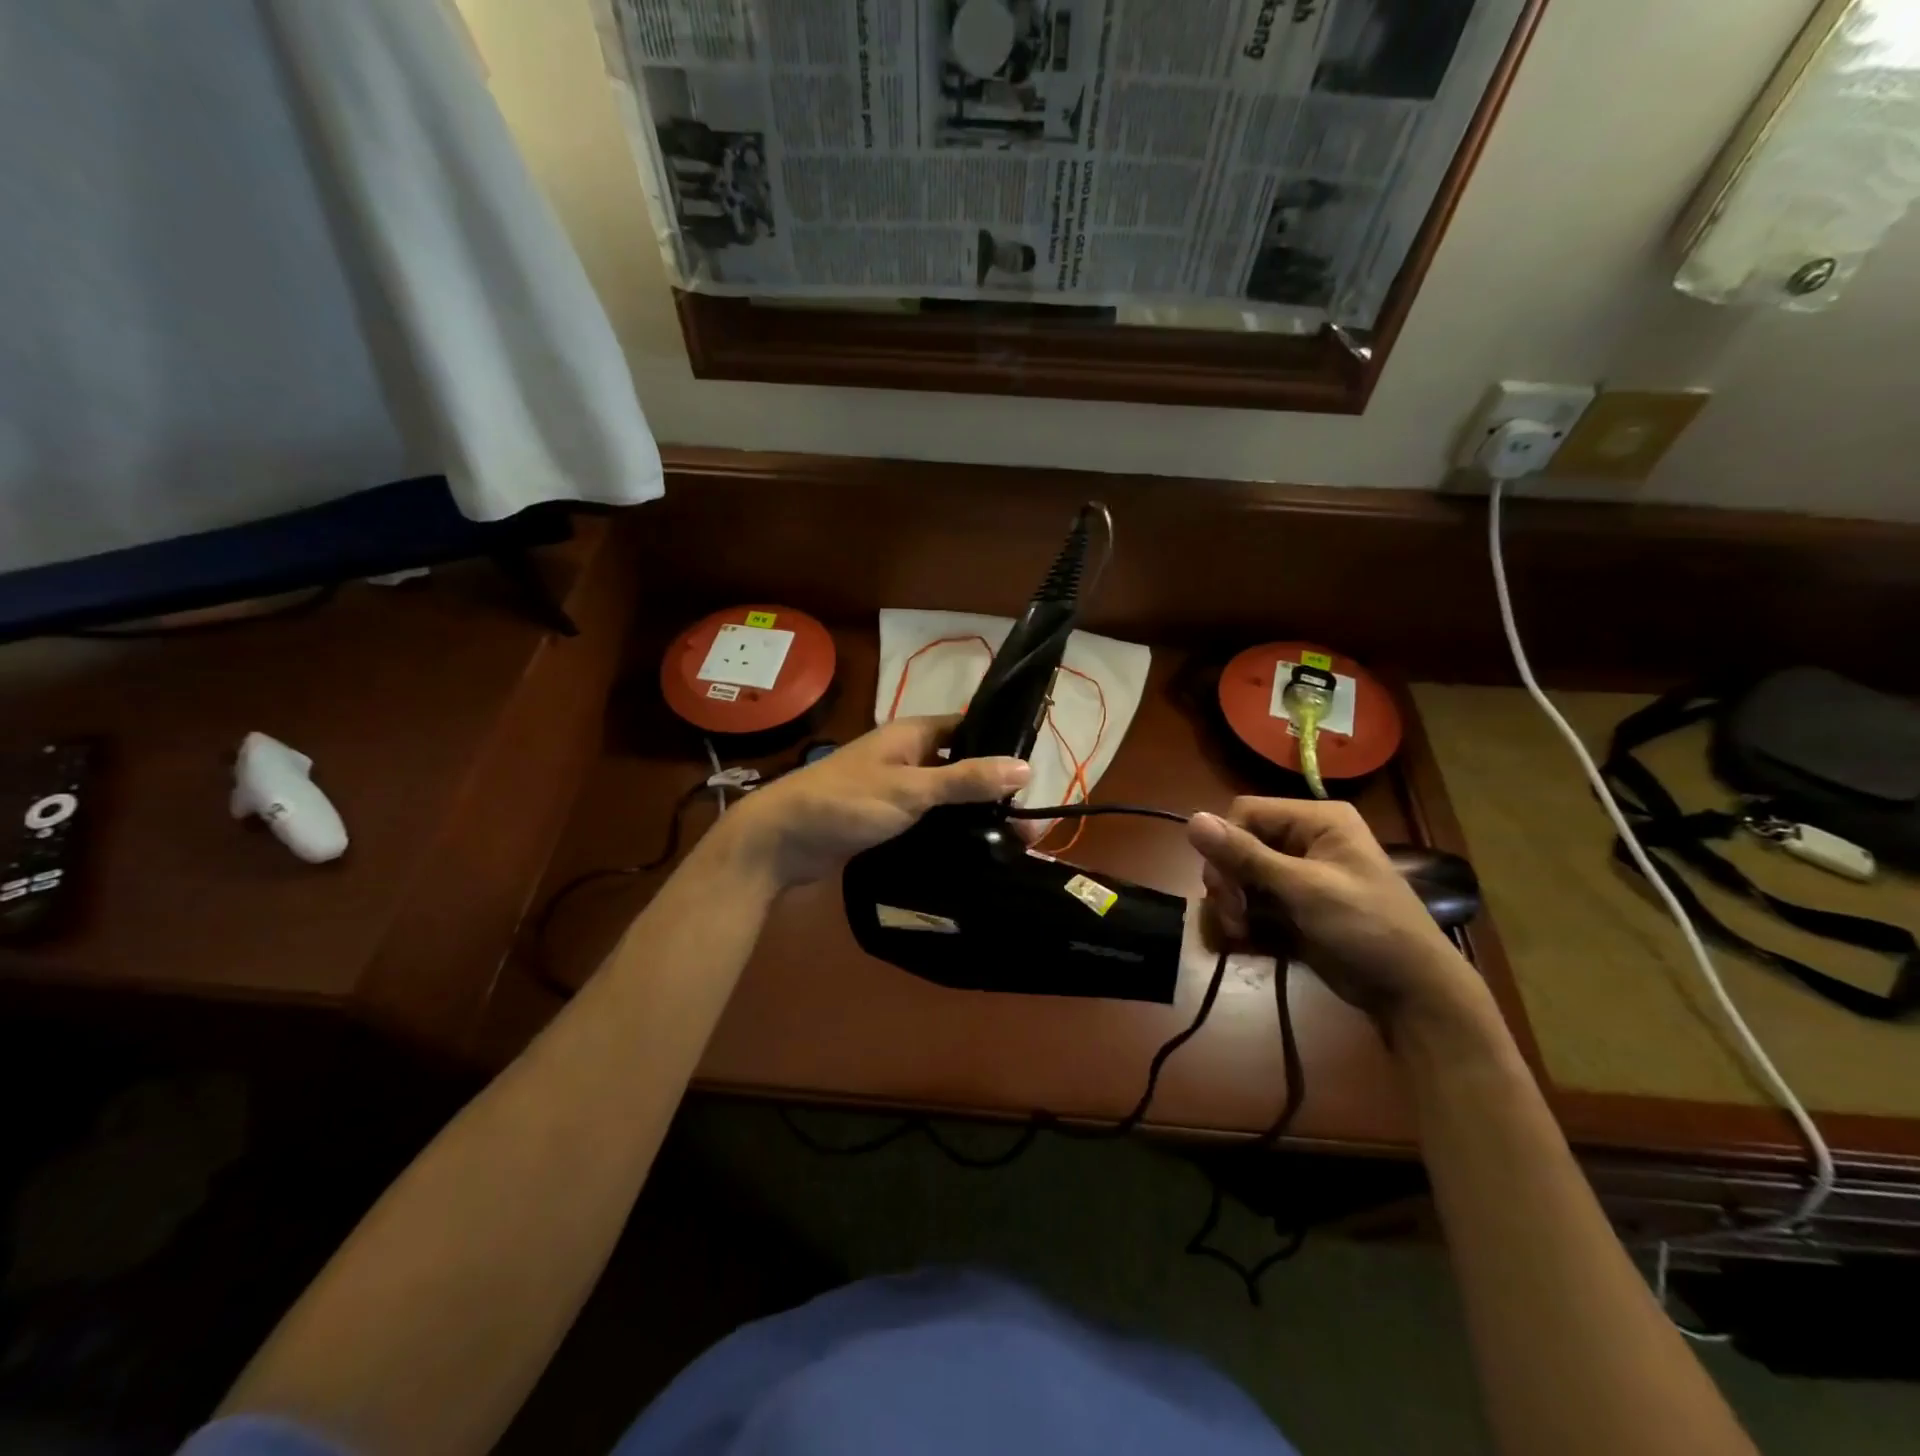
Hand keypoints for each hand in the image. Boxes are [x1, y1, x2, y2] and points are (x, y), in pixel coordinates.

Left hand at [722, 717, 1029, 887]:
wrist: (782, 841)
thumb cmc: (847, 802)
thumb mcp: (912, 789)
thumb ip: (966, 779)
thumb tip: (1025, 767)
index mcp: (912, 734)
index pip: (968, 727)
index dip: (1000, 743)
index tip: (1034, 771)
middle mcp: (906, 756)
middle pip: (960, 766)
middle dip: (991, 789)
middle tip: (1027, 823)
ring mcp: (894, 790)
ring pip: (944, 797)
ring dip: (971, 815)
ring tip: (1011, 843)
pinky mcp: (885, 820)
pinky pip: (927, 821)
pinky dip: (948, 832)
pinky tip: (972, 852)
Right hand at [1187, 798, 1478, 1030]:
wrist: (1412, 993)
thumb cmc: (1366, 927)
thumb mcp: (1304, 889)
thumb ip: (1246, 855)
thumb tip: (1191, 820)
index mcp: (1317, 819)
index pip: (1245, 812)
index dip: (1226, 844)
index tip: (1224, 886)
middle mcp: (1305, 838)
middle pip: (1239, 843)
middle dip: (1228, 879)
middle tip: (1233, 915)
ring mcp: (1298, 873)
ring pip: (1240, 873)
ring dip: (1232, 902)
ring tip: (1240, 931)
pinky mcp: (1294, 903)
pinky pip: (1252, 898)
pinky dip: (1243, 916)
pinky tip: (1246, 937)